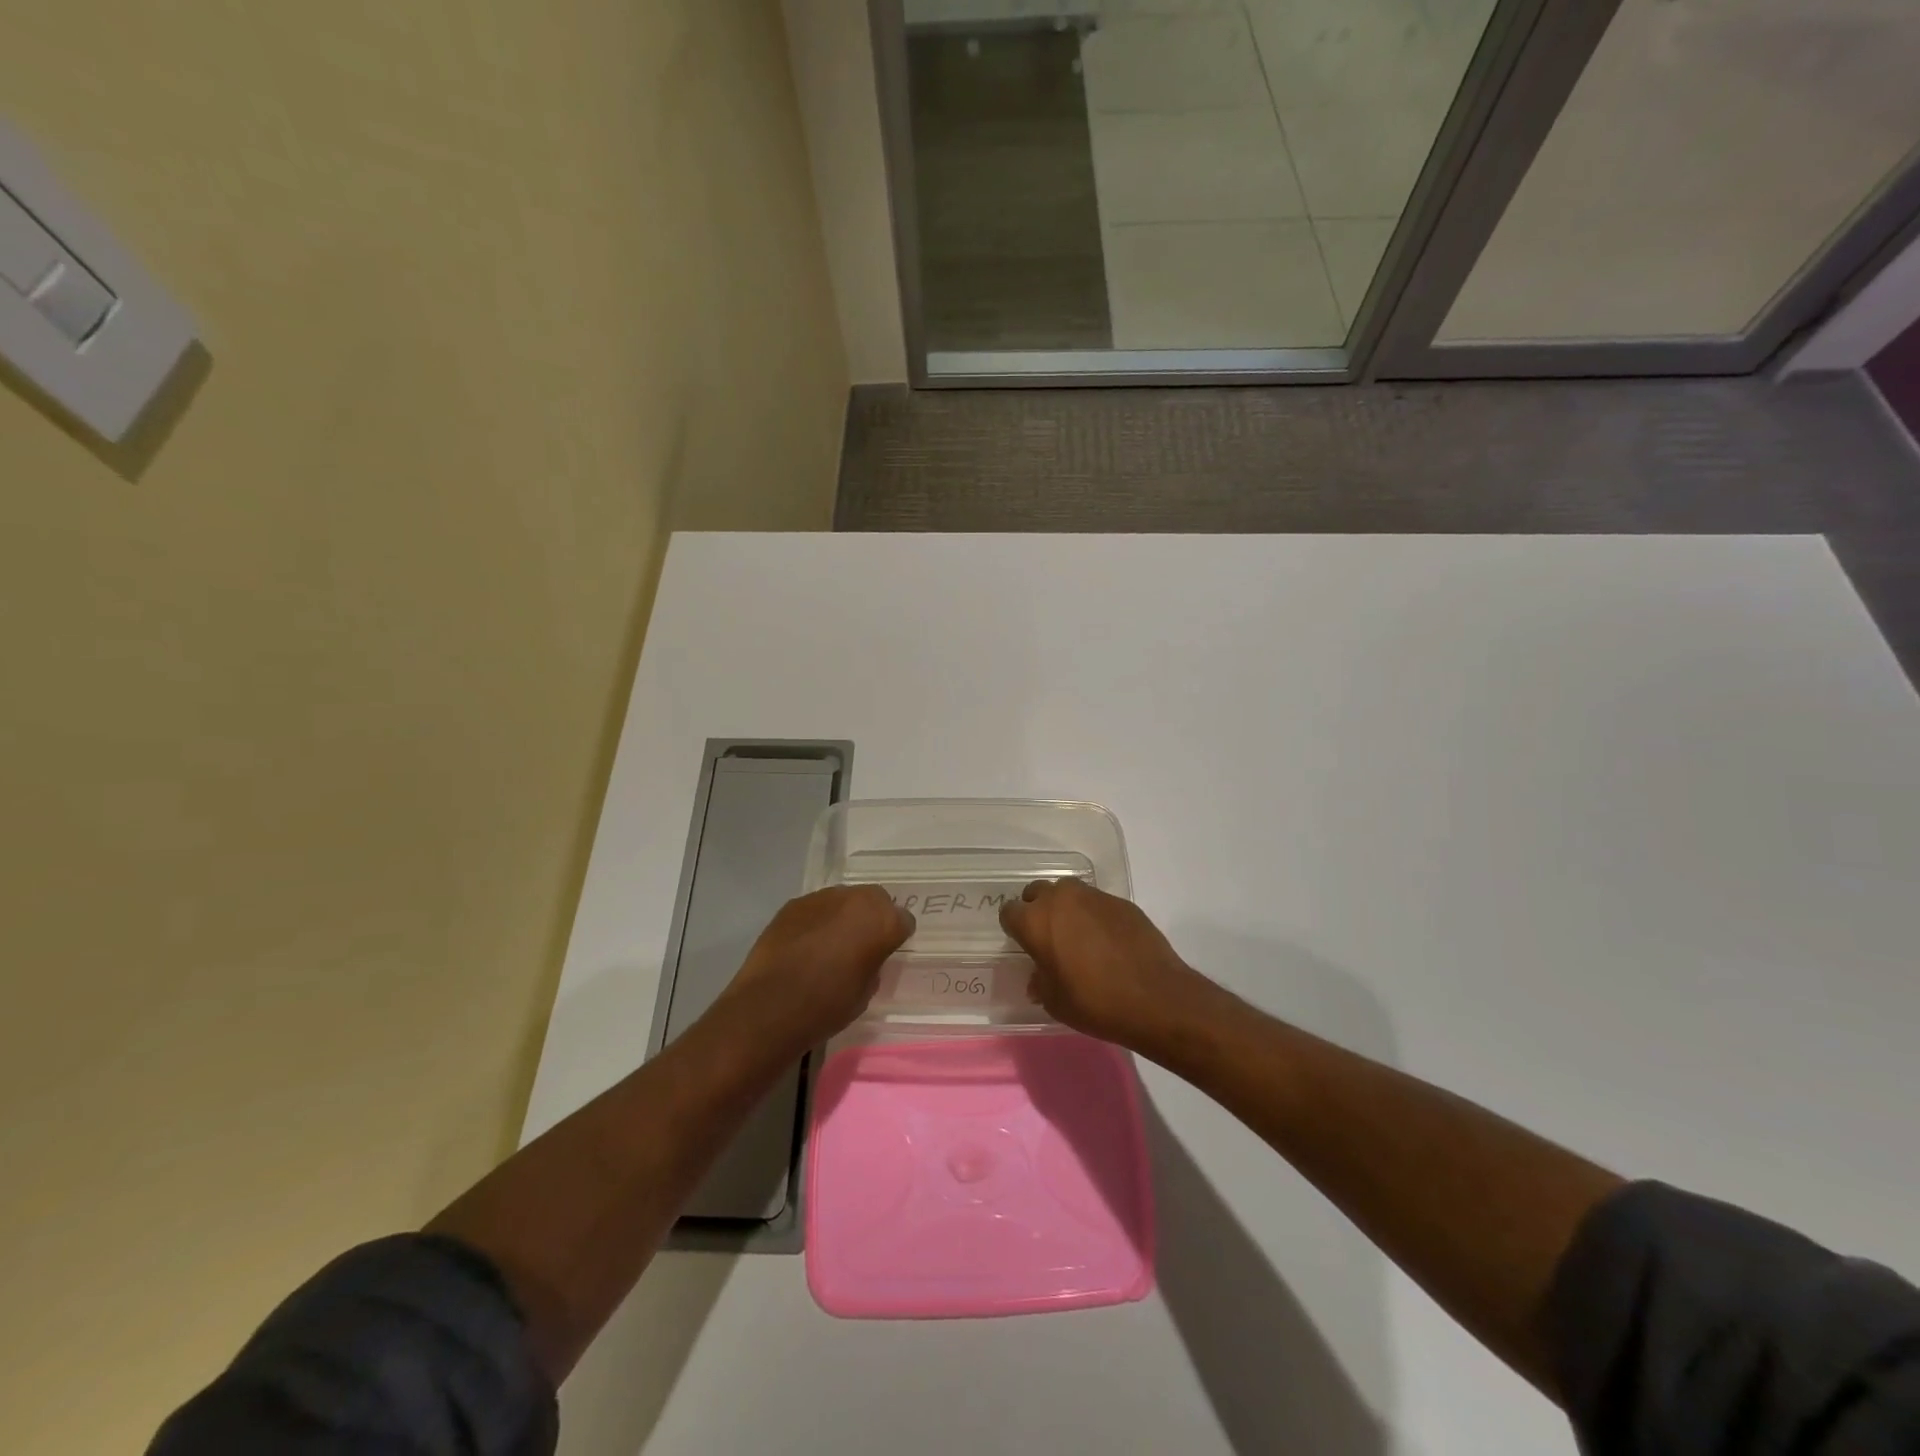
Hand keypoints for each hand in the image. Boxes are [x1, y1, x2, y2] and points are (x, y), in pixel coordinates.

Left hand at [718, 886, 914, 1050]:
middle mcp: (856, 899)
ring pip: (844, 900)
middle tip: (862, 943)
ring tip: (830, 943)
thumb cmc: (828, 1006)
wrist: (771, 1006)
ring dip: (844, 916)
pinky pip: (816, 908)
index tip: (887, 953)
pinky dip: (817, 920)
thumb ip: (873, 963)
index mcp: (882, 921)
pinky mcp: (793, 904)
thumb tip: (866, 956)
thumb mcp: (866, 992)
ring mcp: (822, 897)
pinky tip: (806, 945)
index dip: (896, 938)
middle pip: (875, 899)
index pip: (903, 921)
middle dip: (872, 917)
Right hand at [1000, 878, 1216, 1051]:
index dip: (1015, 929)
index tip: (1024, 945)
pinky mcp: (1121, 902)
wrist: (1155, 997)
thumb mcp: (1055, 1002)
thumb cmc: (1094, 1002)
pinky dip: (1095, 916)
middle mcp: (1061, 899)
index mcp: (1036, 921)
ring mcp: (1093, 896)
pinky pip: (1097, 903)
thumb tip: (1039, 977)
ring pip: (1069, 893)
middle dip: (1038, 910)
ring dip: (1067, 909)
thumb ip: (1040, 982)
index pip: (1010, 912)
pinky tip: (1107, 942)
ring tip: (1079, 936)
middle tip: (1049, 938)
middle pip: (1037, 893)